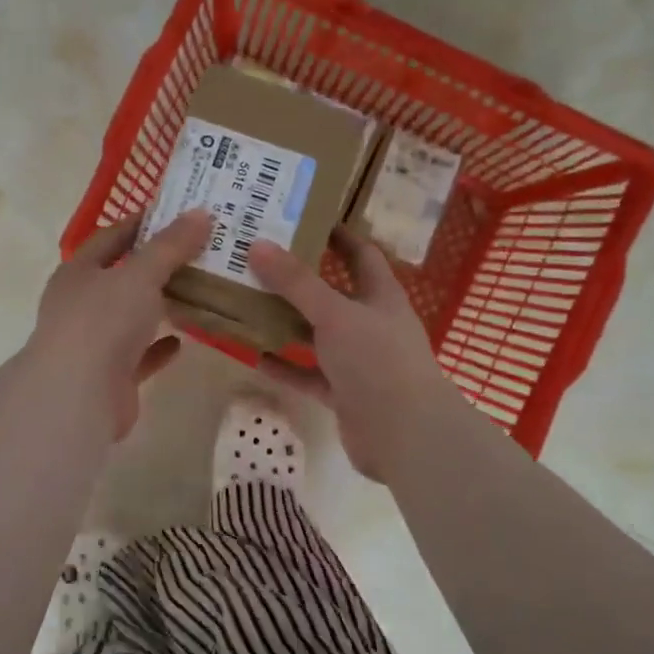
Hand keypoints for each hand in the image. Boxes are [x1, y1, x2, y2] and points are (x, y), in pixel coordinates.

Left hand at [27, 210, 214, 440]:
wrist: (78, 395)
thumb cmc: (103, 321)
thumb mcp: (141, 274)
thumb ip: (170, 246)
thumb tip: (201, 213)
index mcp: (79, 272)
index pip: (110, 238)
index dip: (140, 224)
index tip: (175, 215)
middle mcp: (81, 304)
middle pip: (121, 278)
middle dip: (155, 267)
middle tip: (197, 253)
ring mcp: (93, 342)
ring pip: (130, 317)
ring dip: (157, 307)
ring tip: (195, 293)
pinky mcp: (109, 376)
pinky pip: (139, 355)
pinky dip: (158, 347)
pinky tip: (183, 340)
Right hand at [250, 232, 464, 479]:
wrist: (404, 435)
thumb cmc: (377, 361)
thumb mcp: (335, 314)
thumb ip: (297, 283)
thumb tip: (258, 245)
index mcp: (381, 296)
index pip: (361, 254)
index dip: (338, 235)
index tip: (305, 218)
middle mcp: (371, 324)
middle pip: (332, 294)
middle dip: (300, 279)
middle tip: (260, 260)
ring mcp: (357, 361)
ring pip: (317, 335)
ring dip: (287, 322)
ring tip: (248, 303)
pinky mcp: (343, 392)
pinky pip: (308, 373)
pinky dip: (285, 365)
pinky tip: (254, 355)